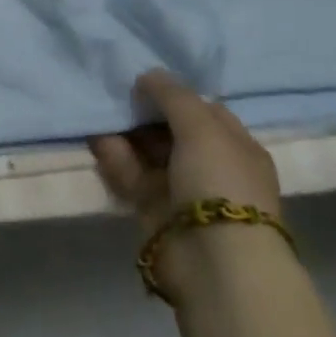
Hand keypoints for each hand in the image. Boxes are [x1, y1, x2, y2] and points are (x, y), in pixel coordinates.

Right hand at [91, 72, 283, 294]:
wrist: (214, 261)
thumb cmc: (218, 181)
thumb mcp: (201, 126)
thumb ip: (172, 95)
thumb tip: (148, 76)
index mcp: (236, 147)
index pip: (204, 112)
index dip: (174, 96)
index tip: (142, 84)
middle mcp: (212, 168)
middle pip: (172, 132)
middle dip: (143, 116)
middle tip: (115, 98)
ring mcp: (182, 191)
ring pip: (148, 155)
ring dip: (124, 137)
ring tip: (99, 118)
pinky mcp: (154, 211)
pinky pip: (132, 177)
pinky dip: (116, 161)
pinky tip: (99, 143)